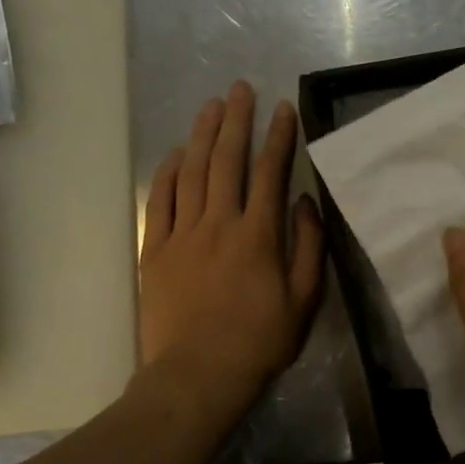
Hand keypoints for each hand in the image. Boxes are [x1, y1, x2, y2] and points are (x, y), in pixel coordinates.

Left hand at [134, 82, 323, 432]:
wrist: (198, 375)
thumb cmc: (260, 340)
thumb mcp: (304, 299)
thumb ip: (309, 246)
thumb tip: (306, 202)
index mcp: (259, 234)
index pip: (270, 173)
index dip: (278, 137)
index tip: (283, 109)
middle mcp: (219, 223)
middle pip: (227, 161)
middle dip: (236, 121)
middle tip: (240, 89)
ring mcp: (182, 235)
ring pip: (191, 173)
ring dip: (201, 136)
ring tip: (211, 106)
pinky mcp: (155, 250)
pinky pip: (160, 202)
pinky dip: (167, 173)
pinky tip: (176, 154)